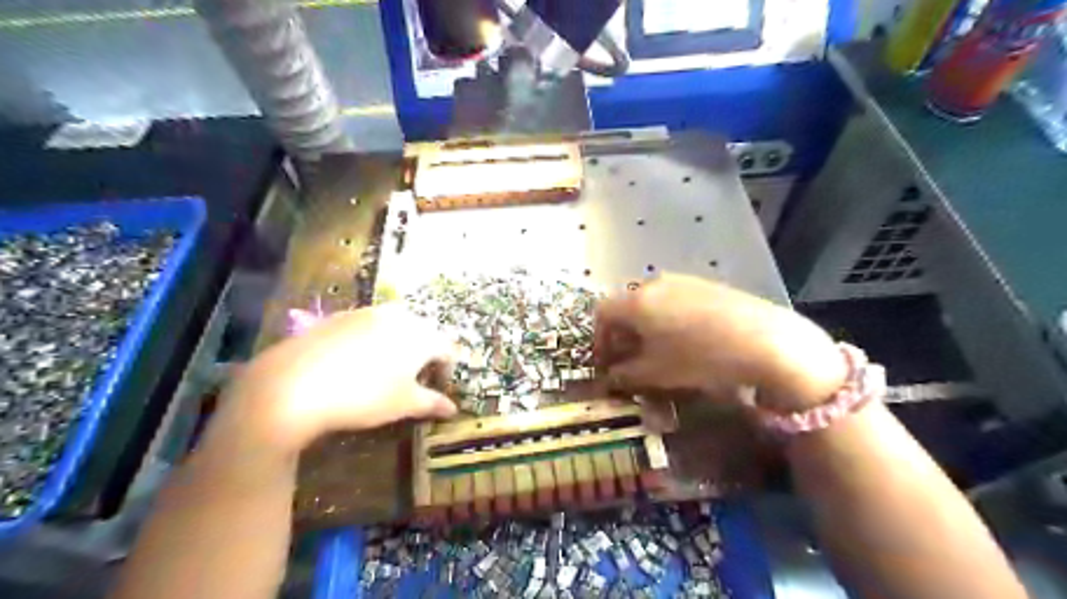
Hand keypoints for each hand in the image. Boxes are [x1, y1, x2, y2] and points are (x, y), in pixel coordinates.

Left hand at [221, 305, 455, 452]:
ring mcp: (367, 312)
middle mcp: (399, 316)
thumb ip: (432, 403)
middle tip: (412, 379)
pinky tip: (354, 364)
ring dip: (398, 345)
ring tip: (384, 371)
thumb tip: (453, 409)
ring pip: (395, 326)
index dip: (446, 370)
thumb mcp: (404, 404)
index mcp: (422, 335)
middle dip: (424, 354)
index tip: (436, 388)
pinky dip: (370, 341)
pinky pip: (367, 326)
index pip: (447, 348)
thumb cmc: (364, 396)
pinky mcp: (339, 316)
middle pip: (423, 333)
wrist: (294, 384)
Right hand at [597, 274, 845, 411]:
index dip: (599, 340)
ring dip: (645, 328)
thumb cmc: (699, 358)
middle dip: (622, 336)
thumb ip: (625, 374)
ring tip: (658, 353)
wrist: (764, 340)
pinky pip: (674, 301)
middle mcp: (654, 283)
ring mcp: (683, 281)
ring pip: (651, 304)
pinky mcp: (706, 285)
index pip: (602, 314)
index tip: (606, 364)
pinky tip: (686, 340)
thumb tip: (612, 376)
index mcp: (636, 301)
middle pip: (626, 307)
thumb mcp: (656, 373)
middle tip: (630, 362)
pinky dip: (667, 320)